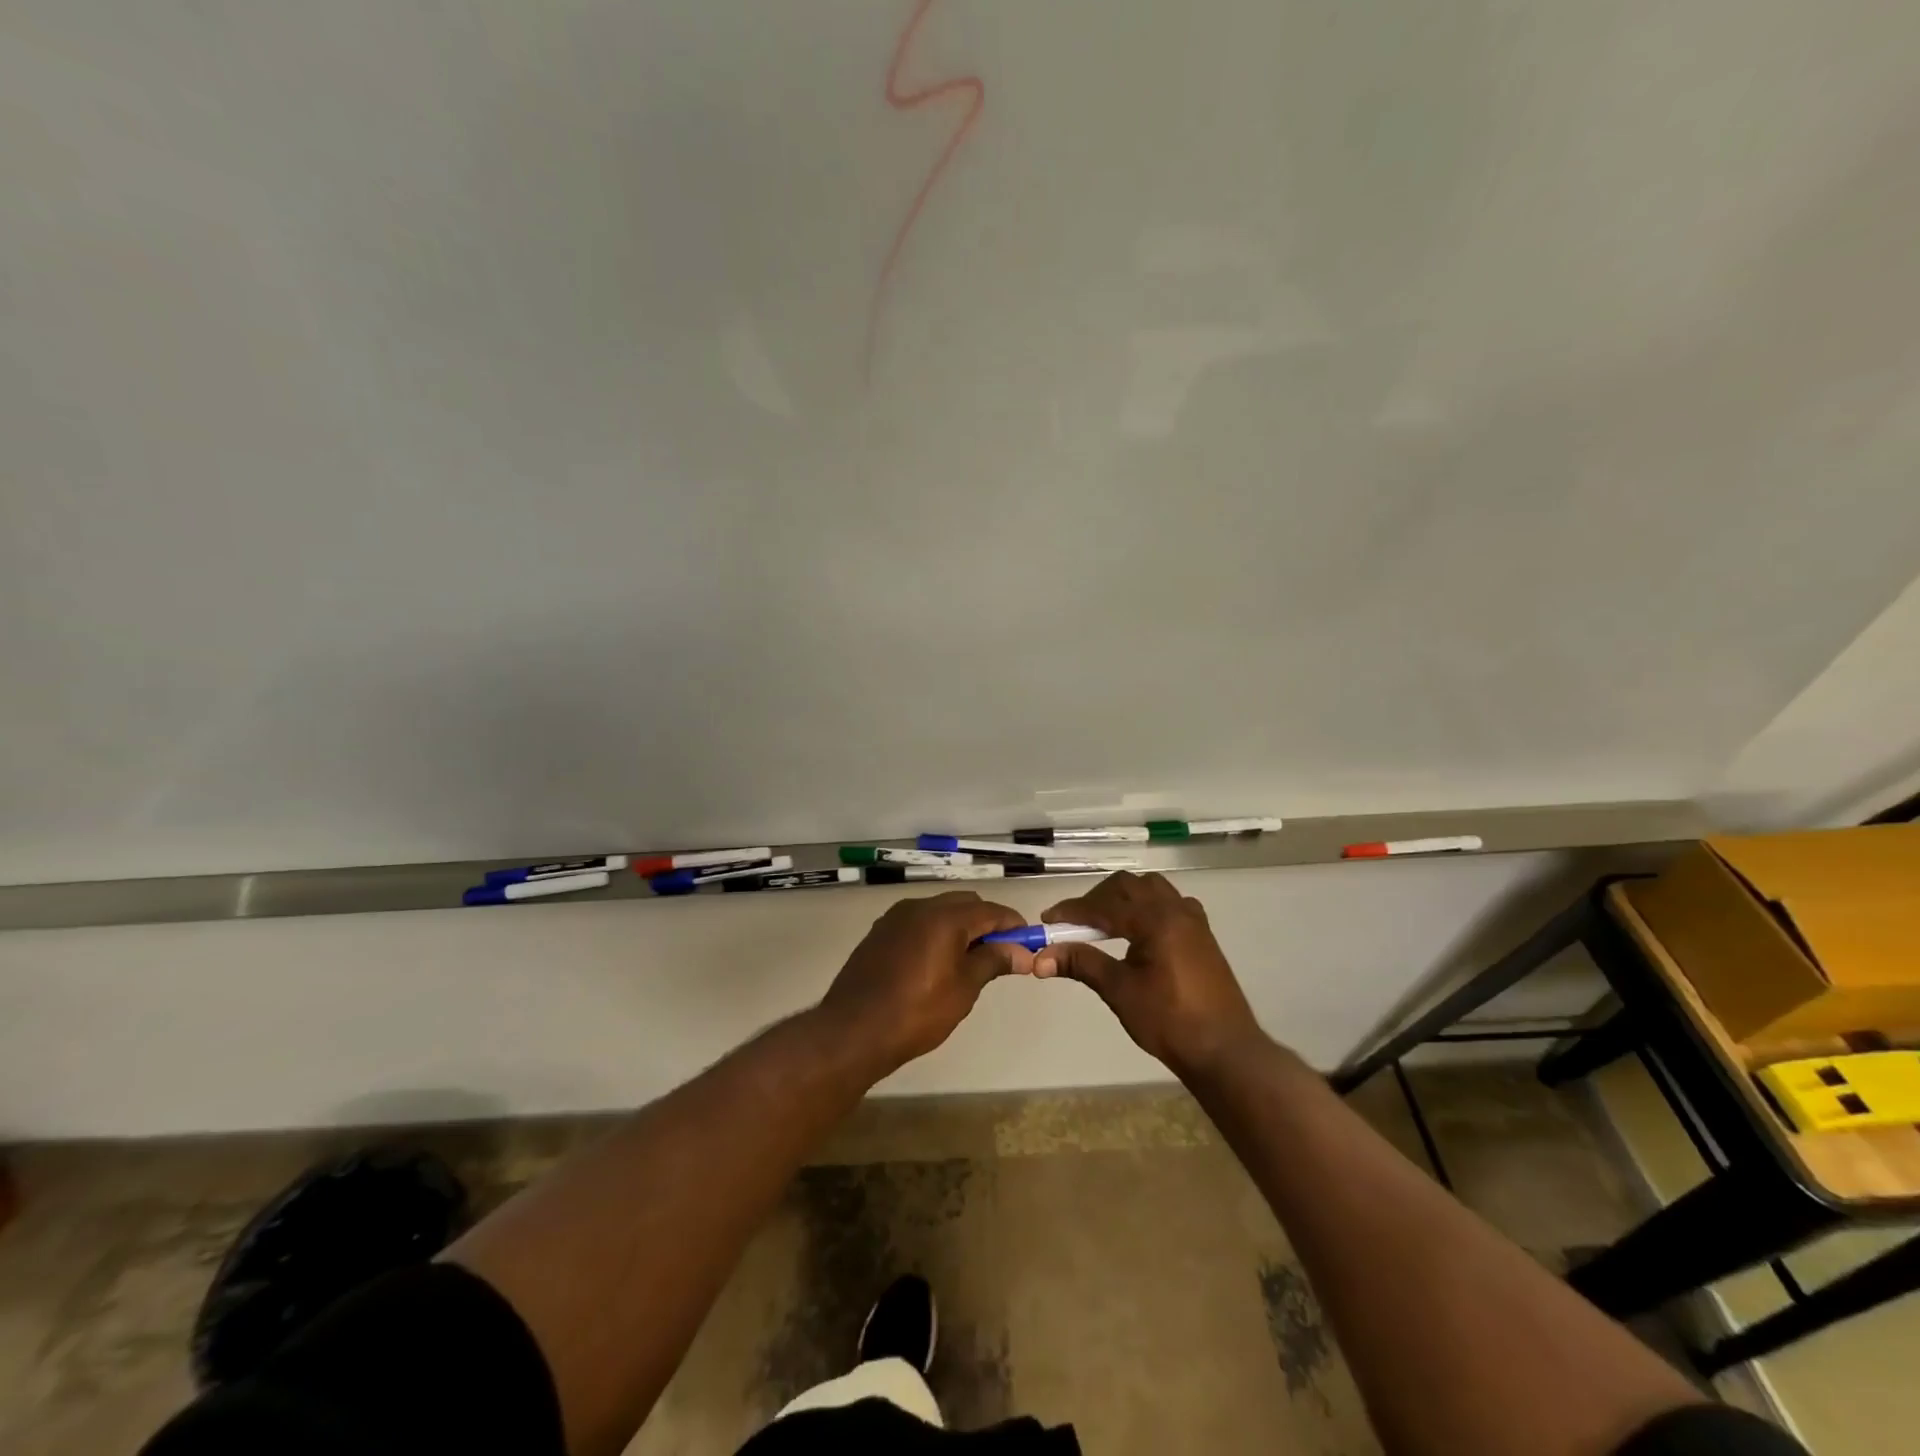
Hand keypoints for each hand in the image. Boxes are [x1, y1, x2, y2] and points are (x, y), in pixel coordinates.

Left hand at [818, 891, 1032, 1074]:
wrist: (853, 1030)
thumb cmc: (916, 1012)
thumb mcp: (963, 989)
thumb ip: (993, 961)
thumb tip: (1022, 952)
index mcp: (944, 916)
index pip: (991, 910)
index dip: (1013, 925)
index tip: (1027, 944)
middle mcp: (920, 907)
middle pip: (965, 904)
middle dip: (986, 923)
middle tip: (1000, 955)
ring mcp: (896, 917)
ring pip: (939, 910)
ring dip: (960, 926)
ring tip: (969, 961)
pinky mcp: (880, 932)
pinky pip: (918, 922)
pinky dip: (935, 932)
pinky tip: (936, 962)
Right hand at [1034, 871, 1264, 1076]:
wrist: (1225, 1050)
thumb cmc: (1169, 1021)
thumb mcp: (1120, 991)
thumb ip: (1082, 964)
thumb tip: (1041, 957)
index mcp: (1155, 920)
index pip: (1104, 905)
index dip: (1072, 911)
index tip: (1047, 921)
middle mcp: (1176, 910)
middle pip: (1127, 886)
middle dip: (1096, 899)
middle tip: (1074, 923)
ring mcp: (1193, 920)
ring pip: (1151, 888)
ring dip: (1123, 898)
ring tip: (1104, 924)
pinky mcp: (1202, 934)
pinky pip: (1170, 903)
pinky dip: (1147, 906)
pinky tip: (1139, 931)